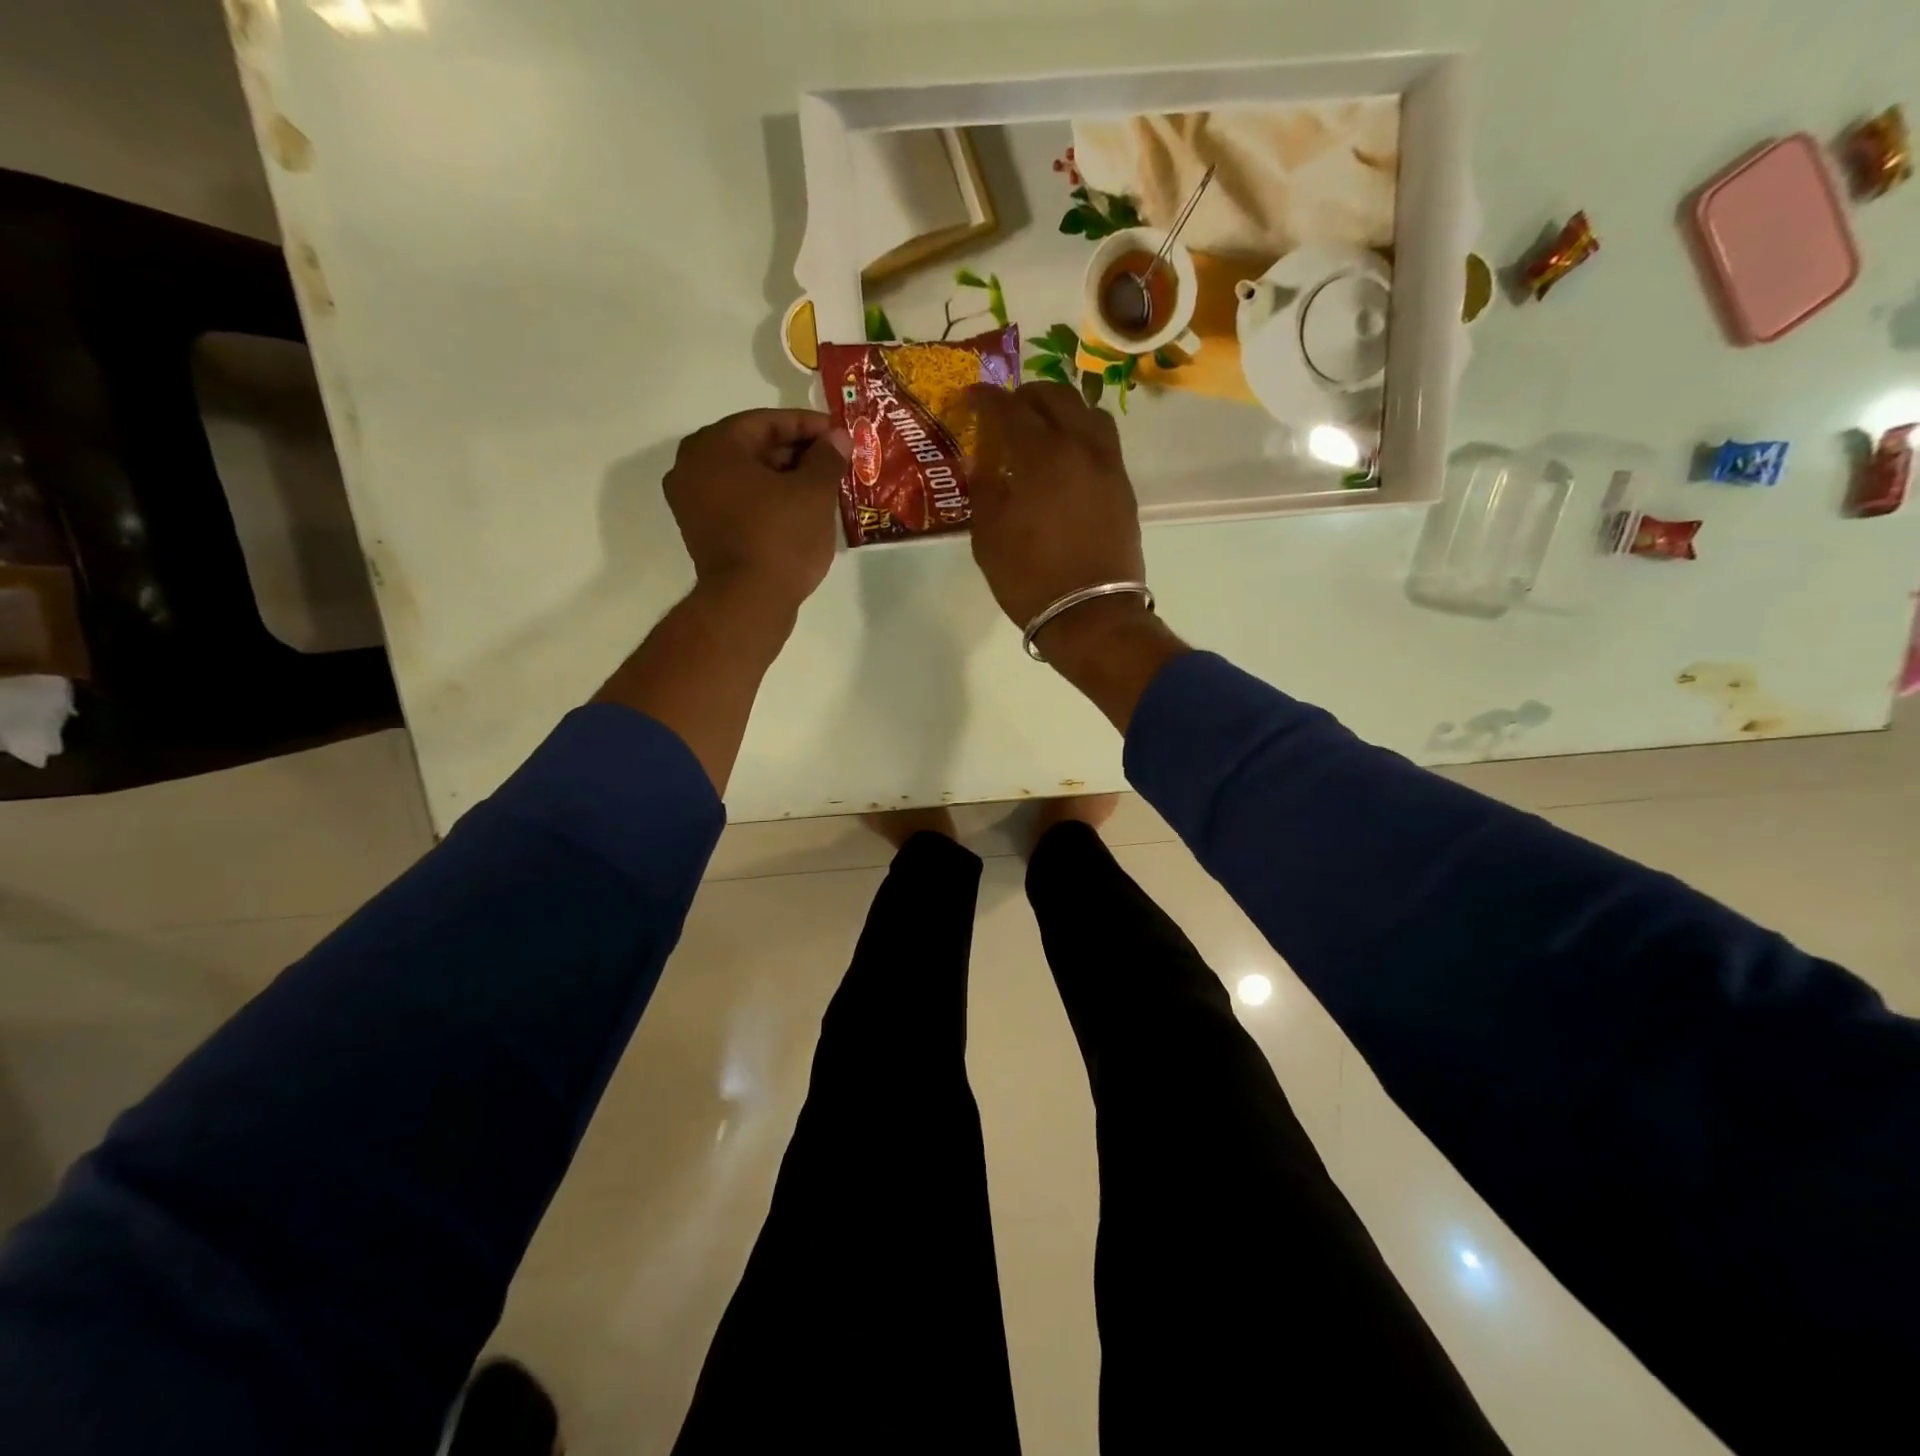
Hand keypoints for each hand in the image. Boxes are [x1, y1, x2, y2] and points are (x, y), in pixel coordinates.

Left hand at [665, 409, 848, 613]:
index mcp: (713, 446)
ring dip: (785, 478)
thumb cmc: (780, 538)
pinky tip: (800, 511)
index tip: (838, 434)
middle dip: (797, 453)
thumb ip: (827, 457)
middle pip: (753, 448)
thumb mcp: (814, 492)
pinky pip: (739, 503)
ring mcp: (692, 503)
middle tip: (834, 461)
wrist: (749, 603)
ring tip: (823, 487)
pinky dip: (768, 501)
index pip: (766, 422)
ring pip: (747, 478)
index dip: (808, 425)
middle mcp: (691, 467)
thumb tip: (838, 438)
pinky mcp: (702, 532)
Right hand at [962, 382, 1145, 635]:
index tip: (970, 399)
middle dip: (1026, 396)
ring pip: (1089, 412)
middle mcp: (1080, 447)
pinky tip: (1066, 458)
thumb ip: (984, 489)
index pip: (1010, 409)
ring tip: (1042, 427)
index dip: (986, 399)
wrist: (1091, 615)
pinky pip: (1103, 442)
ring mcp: (1108, 466)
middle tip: (1006, 412)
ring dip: (1062, 409)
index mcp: (1041, 456)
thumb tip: (981, 459)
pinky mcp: (1123, 488)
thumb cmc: (1030, 579)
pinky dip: (1081, 435)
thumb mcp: (989, 538)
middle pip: (1056, 397)